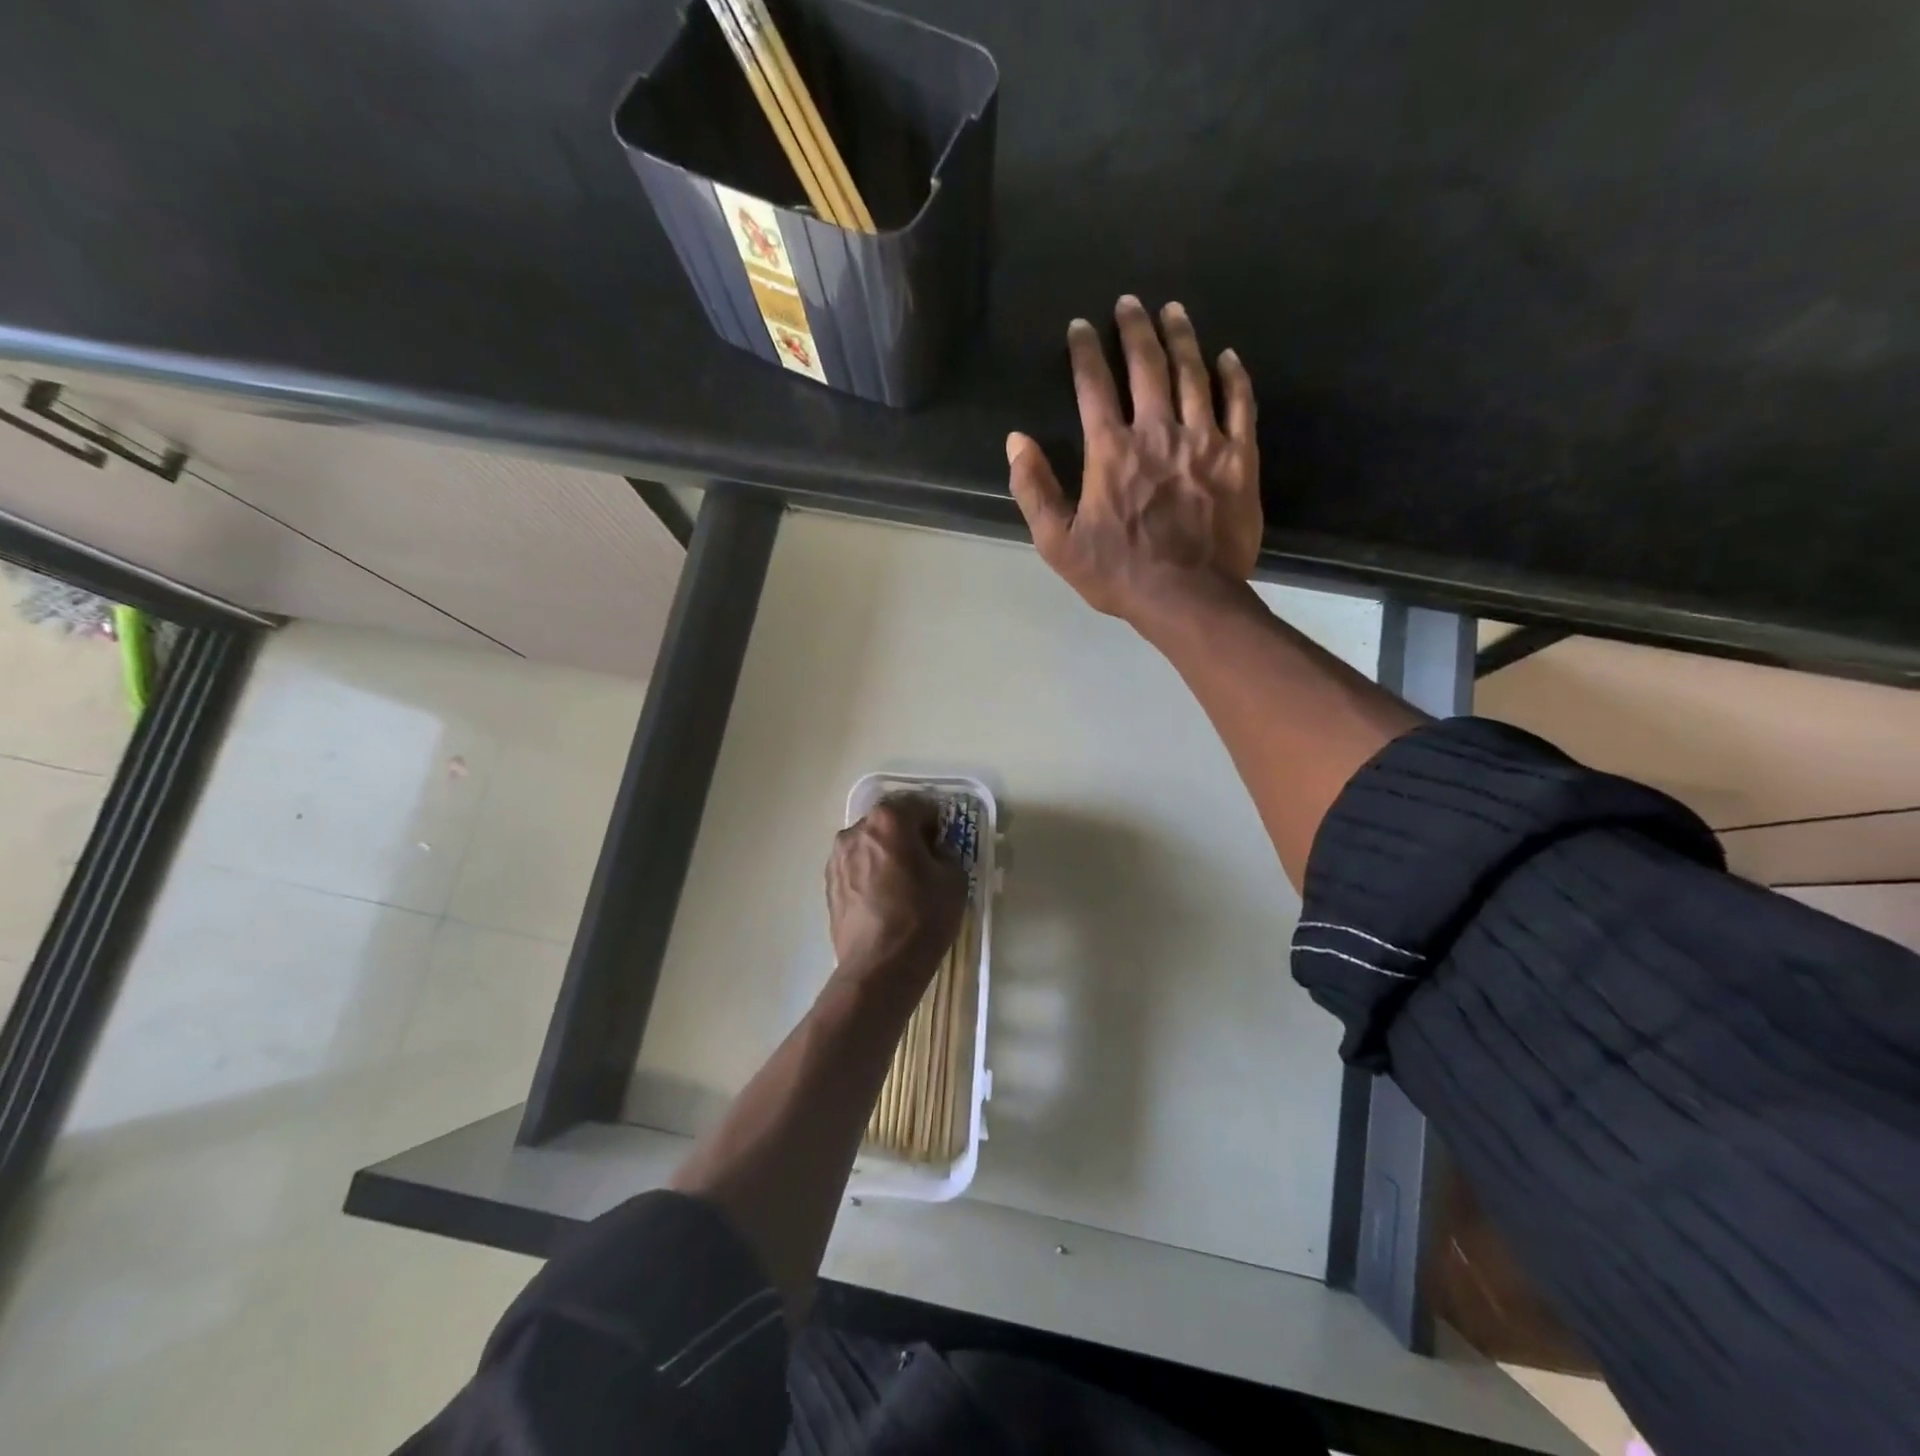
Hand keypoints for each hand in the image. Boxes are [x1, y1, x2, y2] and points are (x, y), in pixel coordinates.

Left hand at [826, 796, 967, 985]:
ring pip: (870, 844)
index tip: (946, 842)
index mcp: (889, 820)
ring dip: (886, 854)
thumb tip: (934, 852)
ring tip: (903, 884)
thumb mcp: (953, 879)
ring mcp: (837, 857)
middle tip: (926, 862)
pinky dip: (871, 874)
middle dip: (908, 835)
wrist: (879, 967)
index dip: (937, 822)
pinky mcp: (829, 884)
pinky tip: (884, 900)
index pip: (920, 805)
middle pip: (889, 822)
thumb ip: (946, 852)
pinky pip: (856, 867)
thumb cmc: (922, 917)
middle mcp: (856, 830)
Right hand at [1006, 295, 1260, 624]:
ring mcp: (1203, 441)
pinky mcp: (1239, 458)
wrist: (1188, 597)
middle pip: (1147, 366)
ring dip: (1181, 338)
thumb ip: (1034, 490)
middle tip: (1130, 303)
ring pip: (1193, 374)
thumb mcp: (1059, 543)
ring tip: (1173, 311)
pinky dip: (1233, 376)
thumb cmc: (1118, 574)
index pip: (1094, 386)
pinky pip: (1240, 404)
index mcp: (1111, 451)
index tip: (1081, 327)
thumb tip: (1016, 441)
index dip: (1085, 352)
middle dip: (1135, 329)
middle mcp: (1158, 432)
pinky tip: (1227, 356)